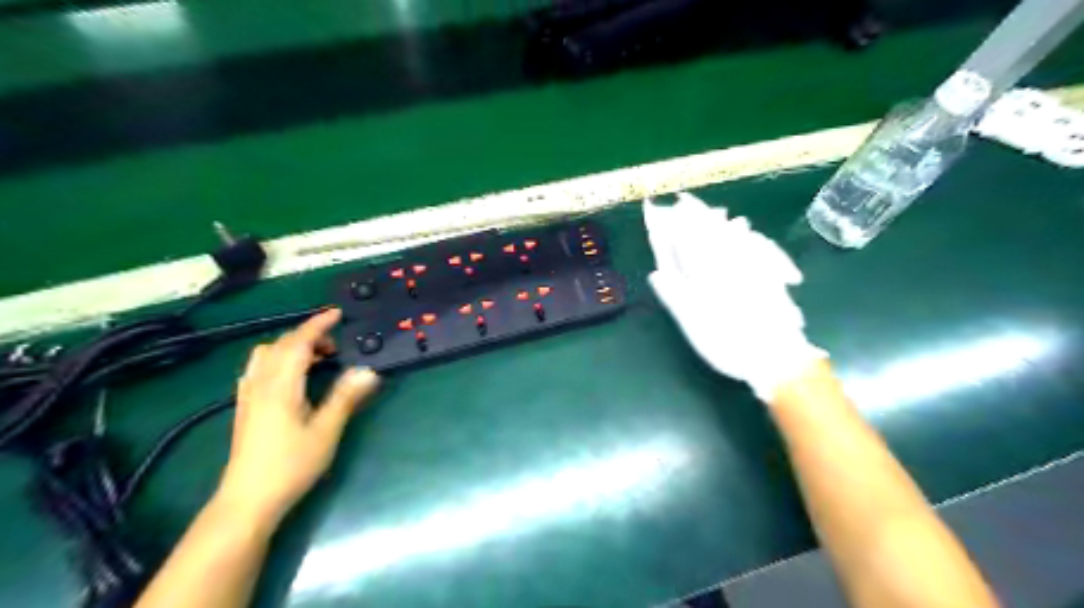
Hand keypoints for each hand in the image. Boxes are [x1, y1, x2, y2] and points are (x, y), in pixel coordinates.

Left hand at [215, 309, 376, 527]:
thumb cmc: (291, 465)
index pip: (298, 343)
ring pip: (265, 355)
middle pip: (280, 345)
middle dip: (307, 336)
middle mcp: (260, 384)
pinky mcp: (244, 408)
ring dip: (290, 347)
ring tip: (315, 359)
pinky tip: (290, 376)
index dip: (318, 325)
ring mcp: (248, 396)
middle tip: (335, 346)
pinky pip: (258, 369)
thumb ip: (345, 398)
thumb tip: (368, 371)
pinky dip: (277, 359)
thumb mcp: (326, 431)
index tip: (337, 314)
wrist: (248, 500)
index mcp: (281, 386)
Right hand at [643, 195, 823, 400]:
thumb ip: (675, 295)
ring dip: (723, 224)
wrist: (776, 357)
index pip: (687, 243)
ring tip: (716, 212)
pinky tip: (748, 235)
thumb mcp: (693, 324)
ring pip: (736, 238)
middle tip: (688, 201)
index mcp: (707, 275)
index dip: (675, 225)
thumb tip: (656, 273)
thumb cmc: (728, 343)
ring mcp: (753, 269)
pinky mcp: (770, 277)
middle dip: (698, 217)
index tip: (665, 210)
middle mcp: (729, 266)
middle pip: (711, 234)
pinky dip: (749, 238)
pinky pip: (759, 249)